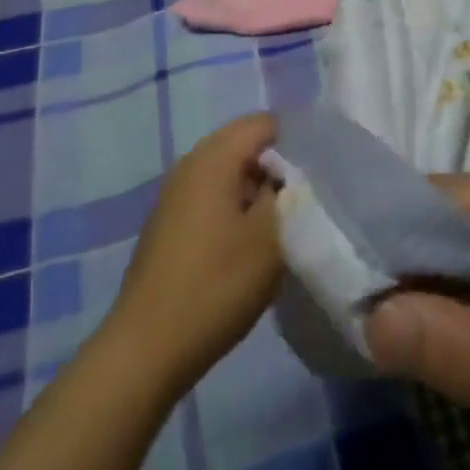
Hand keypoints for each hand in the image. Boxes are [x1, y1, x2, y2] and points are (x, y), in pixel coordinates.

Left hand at [108, 113, 281, 393]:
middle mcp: (190, 163)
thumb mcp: (270, 238)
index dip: (297, 139)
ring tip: (284, 219)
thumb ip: (289, 193)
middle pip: (243, 143)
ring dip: (256, 187)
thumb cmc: (216, 285)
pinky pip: (210, 194)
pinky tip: (249, 240)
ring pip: (227, 170)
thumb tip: (294, 171)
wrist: (148, 346)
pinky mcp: (169, 221)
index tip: (321, 170)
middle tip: (307, 195)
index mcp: (214, 157)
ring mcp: (175, 193)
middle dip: (277, 163)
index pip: (264, 122)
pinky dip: (234, 204)